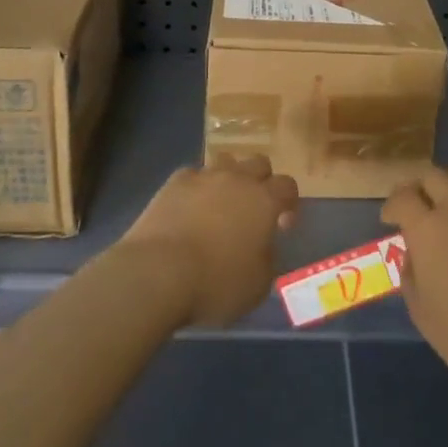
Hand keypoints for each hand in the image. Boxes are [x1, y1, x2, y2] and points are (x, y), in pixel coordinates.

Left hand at [119, 153, 299, 327]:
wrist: (158, 272)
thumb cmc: (215, 283)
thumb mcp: (258, 284)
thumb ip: (267, 258)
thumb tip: (262, 247)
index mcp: (264, 201)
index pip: (287, 186)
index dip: (289, 203)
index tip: (282, 226)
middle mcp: (237, 179)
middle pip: (258, 163)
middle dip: (261, 181)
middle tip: (253, 210)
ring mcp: (203, 177)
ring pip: (225, 162)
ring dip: (229, 178)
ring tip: (220, 204)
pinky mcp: (173, 183)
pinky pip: (192, 175)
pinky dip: (195, 187)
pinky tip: (188, 208)